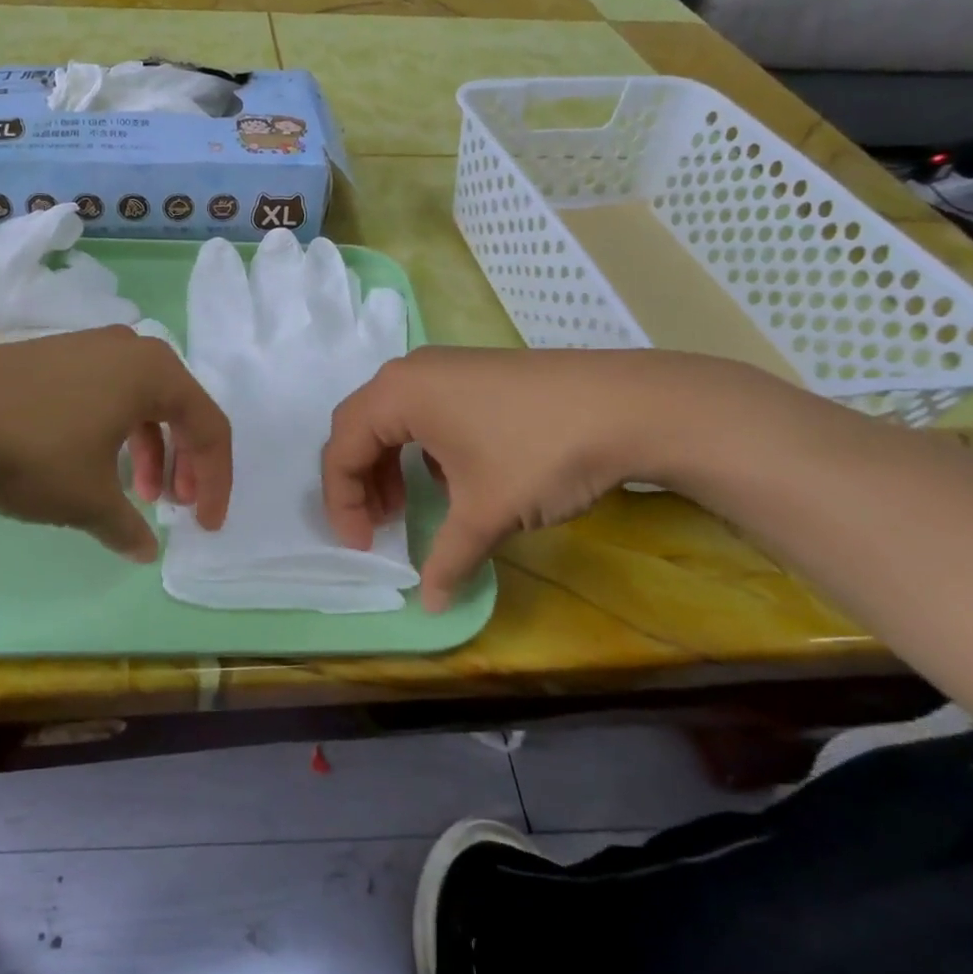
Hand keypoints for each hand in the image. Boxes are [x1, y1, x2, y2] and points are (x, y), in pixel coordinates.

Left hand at [0, 327, 231, 561]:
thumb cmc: (35, 450)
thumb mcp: (88, 498)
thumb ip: (127, 526)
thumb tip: (145, 550)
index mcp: (156, 372)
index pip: (209, 427)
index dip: (215, 481)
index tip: (205, 525)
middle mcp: (130, 349)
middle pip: (179, 409)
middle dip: (183, 463)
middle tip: (173, 506)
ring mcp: (88, 346)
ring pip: (140, 403)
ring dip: (148, 450)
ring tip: (134, 494)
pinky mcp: (53, 356)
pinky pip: (106, 394)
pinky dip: (114, 433)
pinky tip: (92, 465)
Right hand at [321, 348, 770, 609]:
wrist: (630, 406)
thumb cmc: (539, 453)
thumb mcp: (485, 512)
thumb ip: (446, 559)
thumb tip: (432, 606)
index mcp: (397, 394)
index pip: (342, 448)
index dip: (343, 503)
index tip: (363, 547)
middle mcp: (412, 372)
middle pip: (360, 427)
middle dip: (360, 482)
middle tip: (378, 526)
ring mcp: (447, 367)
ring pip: (393, 418)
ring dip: (389, 465)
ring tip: (407, 506)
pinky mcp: (477, 372)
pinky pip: (425, 410)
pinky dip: (420, 449)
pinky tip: (451, 479)